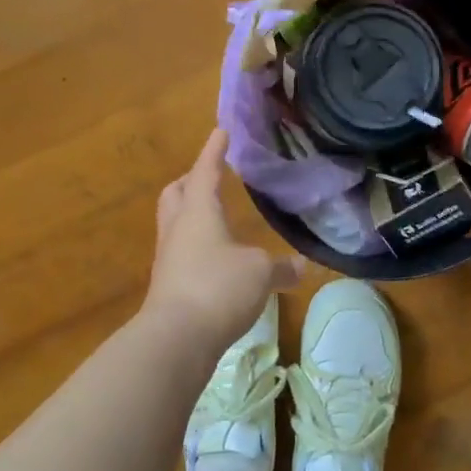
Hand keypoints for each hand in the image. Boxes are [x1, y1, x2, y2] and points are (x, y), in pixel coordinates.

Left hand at [143, 128, 303, 355]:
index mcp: (198, 212)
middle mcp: (178, 229)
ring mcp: (168, 258)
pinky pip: (181, 252)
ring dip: (191, 213)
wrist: (176, 339)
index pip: (205, 171)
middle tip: (209, 175)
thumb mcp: (259, 273)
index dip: (214, 150)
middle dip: (192, 180)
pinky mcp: (168, 286)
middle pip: (177, 193)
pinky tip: (215, 258)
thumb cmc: (218, 287)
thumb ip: (280, 267)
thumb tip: (301, 267)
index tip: (221, 131)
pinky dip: (196, 245)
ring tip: (215, 216)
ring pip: (175, 223)